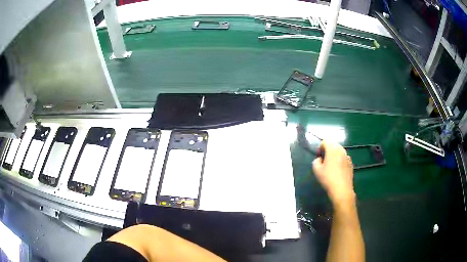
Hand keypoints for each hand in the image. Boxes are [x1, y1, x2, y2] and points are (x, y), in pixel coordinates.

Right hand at [312, 140, 354, 205]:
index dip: (320, 147)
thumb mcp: (316, 170)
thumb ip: (316, 161)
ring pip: (339, 151)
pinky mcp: (351, 163)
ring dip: (334, 155)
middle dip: (327, 150)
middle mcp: (341, 150)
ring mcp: (347, 156)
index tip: (318, 157)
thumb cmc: (328, 178)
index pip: (325, 141)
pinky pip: (343, 158)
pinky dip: (340, 160)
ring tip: (330, 166)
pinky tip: (337, 170)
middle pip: (333, 145)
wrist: (342, 189)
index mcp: (332, 149)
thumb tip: (320, 159)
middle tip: (323, 160)